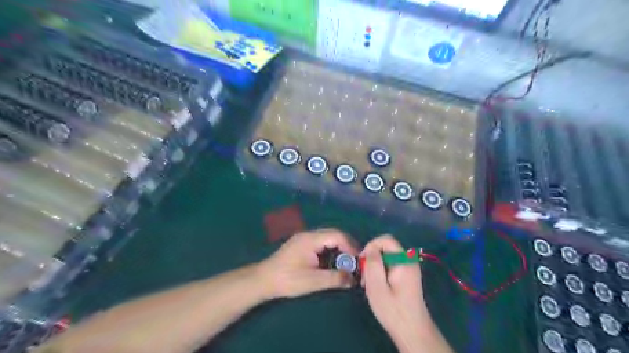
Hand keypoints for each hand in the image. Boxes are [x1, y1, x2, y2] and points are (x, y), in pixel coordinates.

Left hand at [258, 229, 357, 300]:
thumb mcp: (313, 281)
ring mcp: (304, 238)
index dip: (350, 246)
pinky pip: (321, 242)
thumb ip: (335, 278)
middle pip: (333, 233)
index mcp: (311, 239)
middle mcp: (308, 234)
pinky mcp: (301, 244)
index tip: (358, 260)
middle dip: (346, 245)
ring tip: (346, 261)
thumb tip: (353, 279)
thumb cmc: (288, 279)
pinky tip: (332, 261)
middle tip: (355, 259)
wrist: (263, 280)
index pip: (337, 235)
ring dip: (339, 247)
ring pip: (327, 237)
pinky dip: (330, 249)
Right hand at [359, 235, 440, 351]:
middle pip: (385, 247)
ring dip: (374, 266)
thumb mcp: (377, 286)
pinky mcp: (406, 275)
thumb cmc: (393, 310)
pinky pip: (390, 265)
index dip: (371, 246)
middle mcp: (408, 260)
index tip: (362, 262)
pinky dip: (380, 271)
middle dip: (371, 258)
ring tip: (368, 283)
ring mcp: (408, 268)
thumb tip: (370, 249)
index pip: (386, 239)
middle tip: (363, 277)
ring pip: (386, 256)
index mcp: (404, 260)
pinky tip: (376, 286)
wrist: (412, 331)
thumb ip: (373, 264)